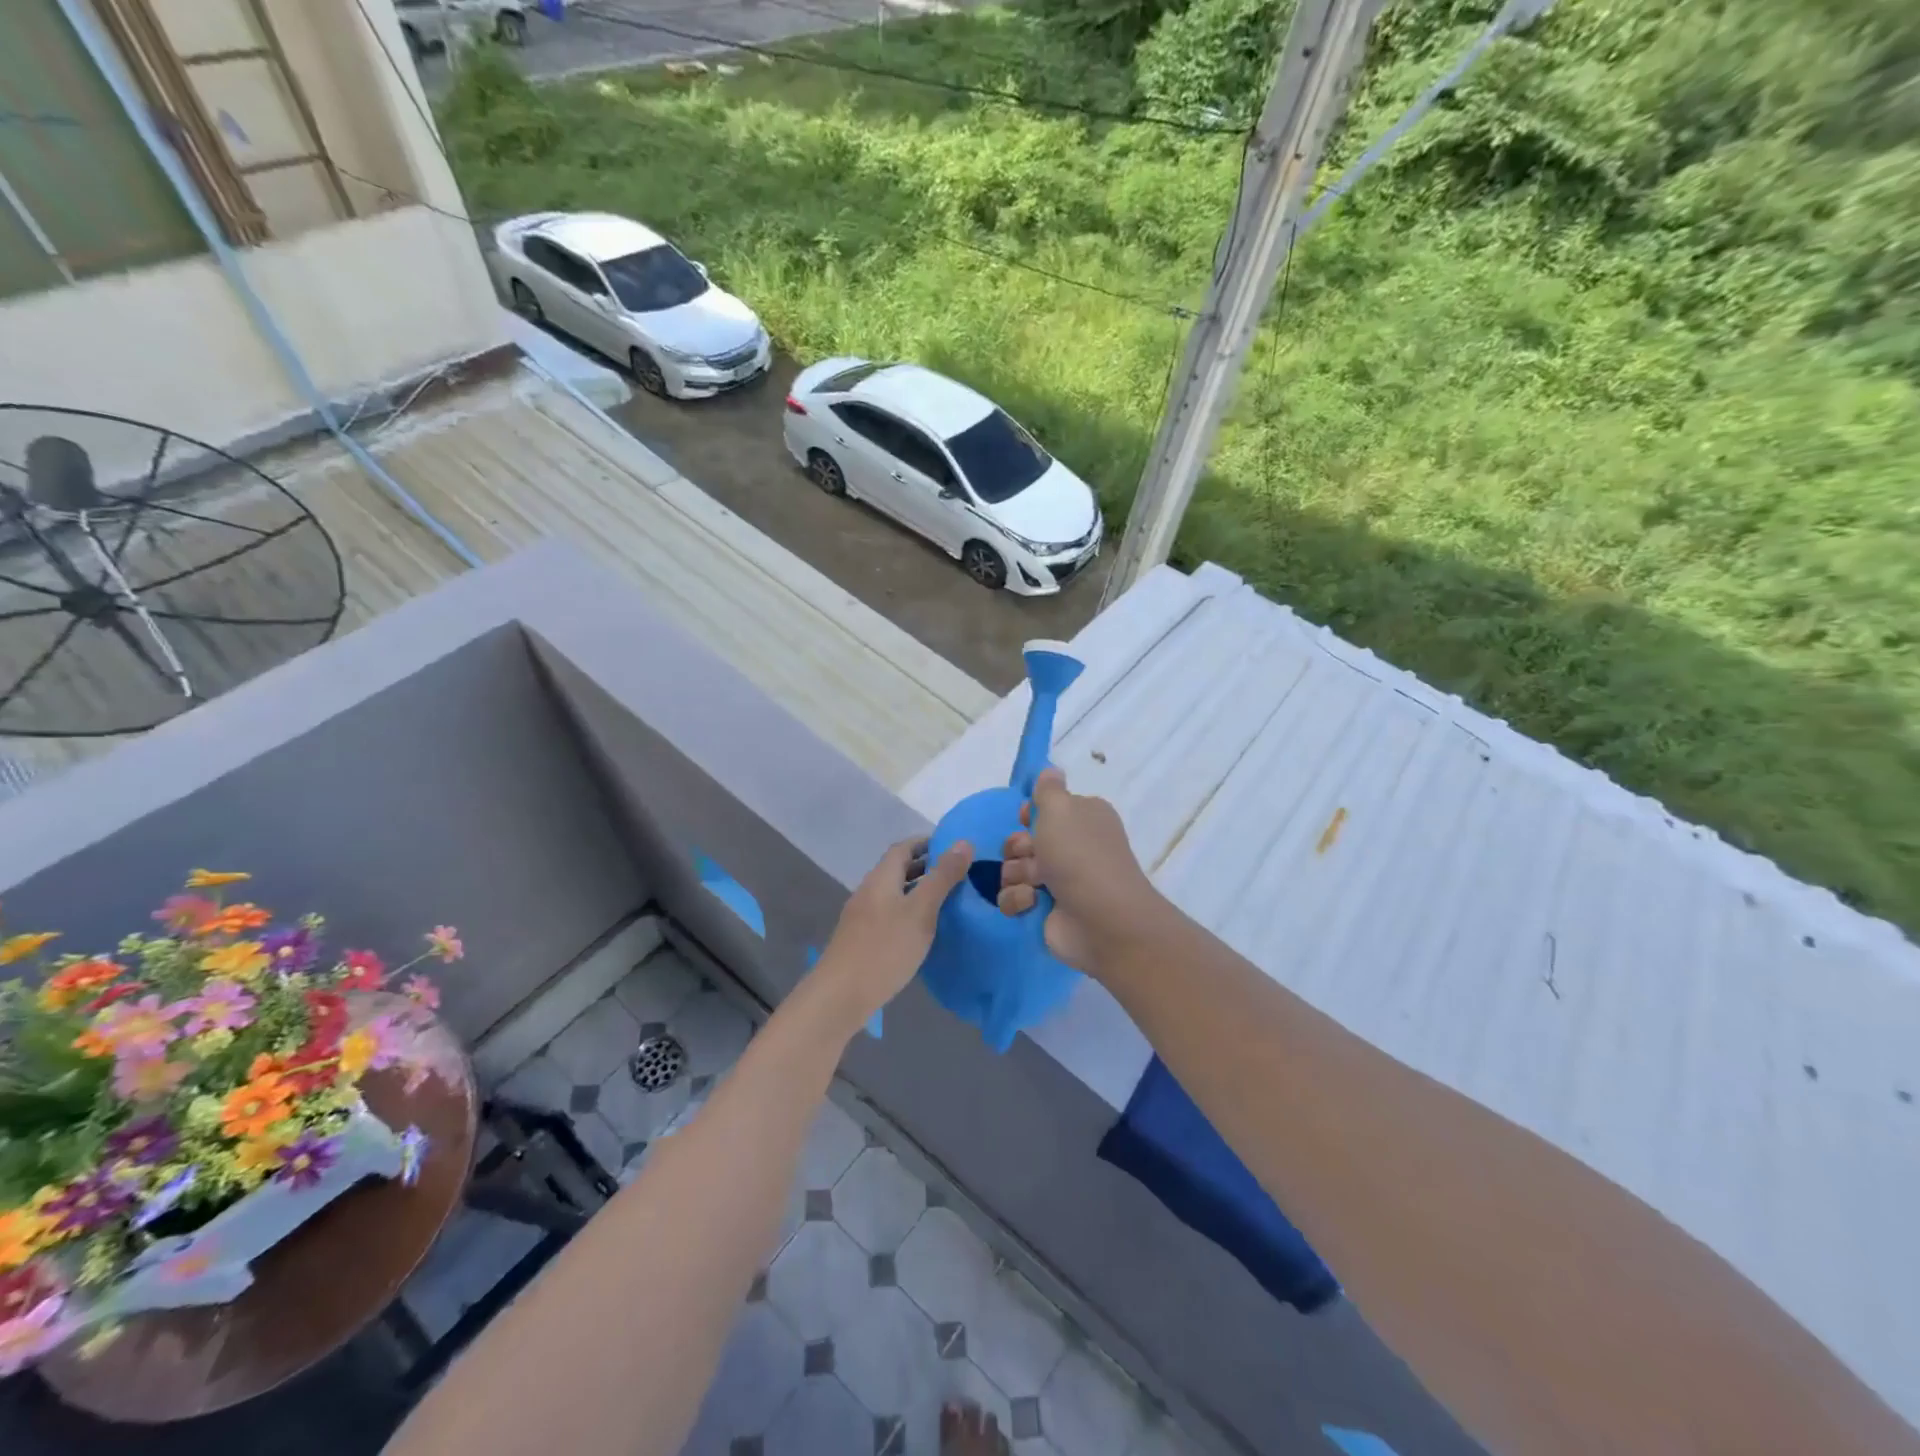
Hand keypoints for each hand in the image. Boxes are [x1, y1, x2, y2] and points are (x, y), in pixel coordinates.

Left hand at [811, 836, 972, 1029]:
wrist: (840, 996)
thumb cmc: (884, 949)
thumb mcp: (921, 911)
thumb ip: (942, 877)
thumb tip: (964, 842)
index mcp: (881, 878)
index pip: (903, 847)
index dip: (928, 843)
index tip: (955, 848)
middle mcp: (868, 891)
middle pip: (897, 869)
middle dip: (926, 867)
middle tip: (958, 875)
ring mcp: (862, 916)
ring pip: (894, 893)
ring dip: (918, 891)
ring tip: (948, 901)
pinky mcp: (861, 939)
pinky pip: (889, 914)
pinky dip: (909, 912)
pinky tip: (923, 930)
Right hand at [996, 768, 1158, 975]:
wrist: (1100, 919)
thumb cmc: (1080, 855)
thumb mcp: (1061, 809)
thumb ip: (1048, 788)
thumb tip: (1051, 770)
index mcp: (1082, 818)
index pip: (1045, 809)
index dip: (1030, 814)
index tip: (1027, 819)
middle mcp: (1072, 847)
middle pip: (1023, 840)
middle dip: (1018, 847)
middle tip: (1030, 854)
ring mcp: (1058, 881)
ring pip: (1013, 869)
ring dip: (1016, 875)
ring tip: (1034, 884)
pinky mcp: (1045, 911)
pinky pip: (1013, 898)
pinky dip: (1018, 900)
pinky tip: (1032, 903)